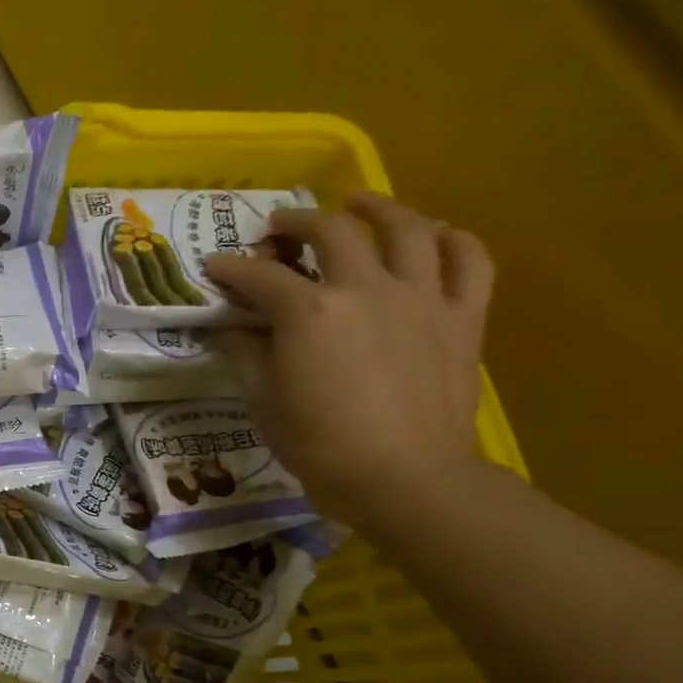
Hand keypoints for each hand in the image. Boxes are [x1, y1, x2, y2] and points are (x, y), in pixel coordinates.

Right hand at [203, 192, 494, 532]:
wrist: (405, 478)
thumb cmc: (318, 445)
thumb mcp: (262, 401)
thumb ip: (247, 353)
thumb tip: (234, 326)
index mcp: (310, 313)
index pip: (259, 276)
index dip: (230, 268)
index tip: (214, 268)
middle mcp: (367, 289)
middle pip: (333, 232)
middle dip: (298, 222)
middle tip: (280, 227)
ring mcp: (422, 298)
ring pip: (407, 228)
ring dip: (377, 208)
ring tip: (357, 204)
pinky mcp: (463, 316)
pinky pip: (468, 259)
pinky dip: (450, 238)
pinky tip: (432, 235)